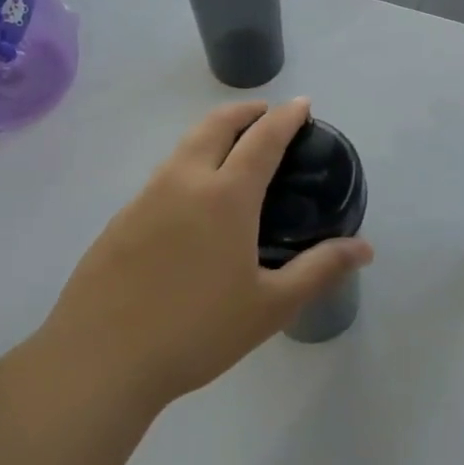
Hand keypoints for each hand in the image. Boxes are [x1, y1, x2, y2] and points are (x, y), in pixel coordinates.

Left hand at [32, 98, 372, 415]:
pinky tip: (192, 200)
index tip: (302, 104)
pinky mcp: (120, 219)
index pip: (263, 139)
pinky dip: (188, 163)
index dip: (286, 117)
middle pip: (216, 125)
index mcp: (226, 196)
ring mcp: (146, 197)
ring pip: (184, 146)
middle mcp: (184, 182)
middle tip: (266, 114)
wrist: (98, 361)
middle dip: (245, 111)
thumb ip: (320, 270)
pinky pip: (163, 174)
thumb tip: (365, 248)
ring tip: (232, 148)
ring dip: (213, 132)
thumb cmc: (195, 331)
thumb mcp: (270, 305)